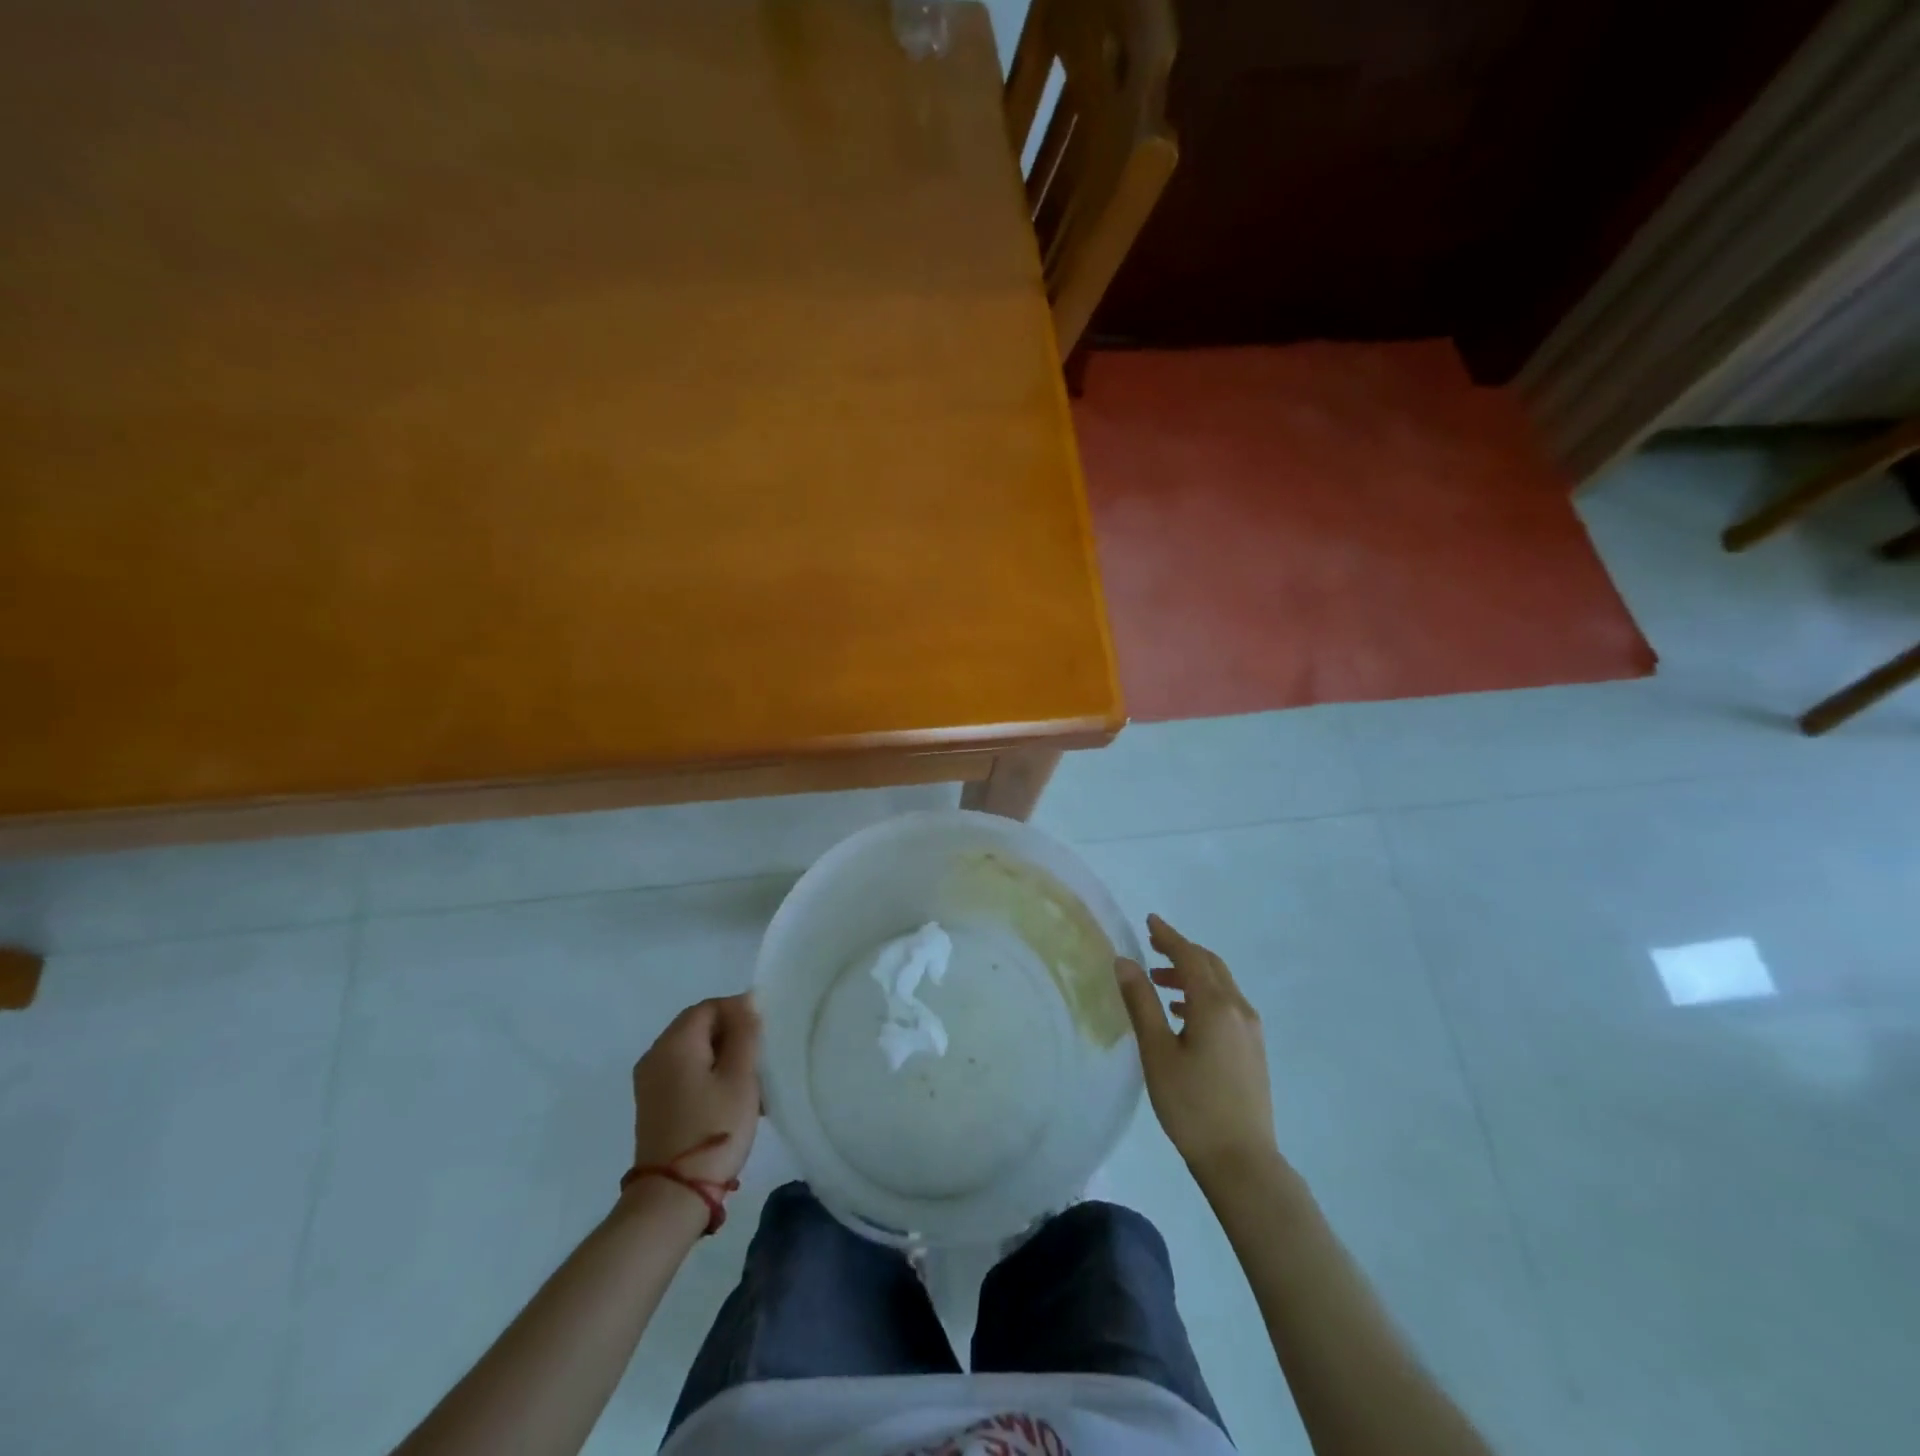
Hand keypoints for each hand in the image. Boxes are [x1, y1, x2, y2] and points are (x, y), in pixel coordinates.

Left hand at [629, 995, 761, 1188]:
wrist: (673, 1196)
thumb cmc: (714, 1129)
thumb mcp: (740, 1077)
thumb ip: (745, 1034)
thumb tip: (746, 1001)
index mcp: (674, 1043)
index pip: (709, 1007)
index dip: (739, 1011)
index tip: (764, 1034)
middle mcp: (655, 1055)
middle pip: (698, 1027)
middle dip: (732, 1035)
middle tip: (760, 1058)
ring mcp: (650, 1082)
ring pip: (693, 1051)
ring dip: (723, 1057)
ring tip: (751, 1083)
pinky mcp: (652, 1105)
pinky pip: (684, 1073)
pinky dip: (708, 1075)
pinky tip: (730, 1100)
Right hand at [1115, 915, 1277, 1184]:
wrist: (1242, 1161)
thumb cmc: (1192, 1105)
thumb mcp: (1157, 1052)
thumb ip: (1141, 1003)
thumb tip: (1124, 961)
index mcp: (1215, 1005)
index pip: (1189, 957)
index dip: (1168, 937)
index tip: (1149, 921)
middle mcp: (1238, 1009)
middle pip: (1210, 965)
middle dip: (1181, 951)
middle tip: (1152, 945)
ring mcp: (1251, 1030)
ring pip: (1220, 985)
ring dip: (1191, 975)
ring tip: (1159, 983)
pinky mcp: (1253, 1049)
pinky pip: (1227, 1004)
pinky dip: (1203, 995)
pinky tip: (1183, 1015)